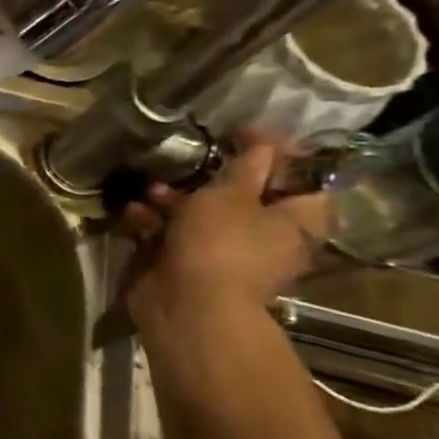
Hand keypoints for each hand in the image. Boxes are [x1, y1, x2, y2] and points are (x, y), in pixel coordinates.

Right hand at [123, 134, 330, 324]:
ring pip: (203, 216)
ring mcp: (225, 253)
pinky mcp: (188, 265)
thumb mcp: (233, 194)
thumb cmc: (221, 243)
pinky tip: (134, 212)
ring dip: (175, 200)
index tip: (244, 133)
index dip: (279, 153)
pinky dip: (154, 223)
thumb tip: (265, 143)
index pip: (304, 178)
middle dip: (214, 178)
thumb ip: (248, 166)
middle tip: (192, 160)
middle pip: (247, 197)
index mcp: (296, 219)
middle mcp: (267, 236)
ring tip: (151, 189)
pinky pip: (174, 235)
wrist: (187, 305)